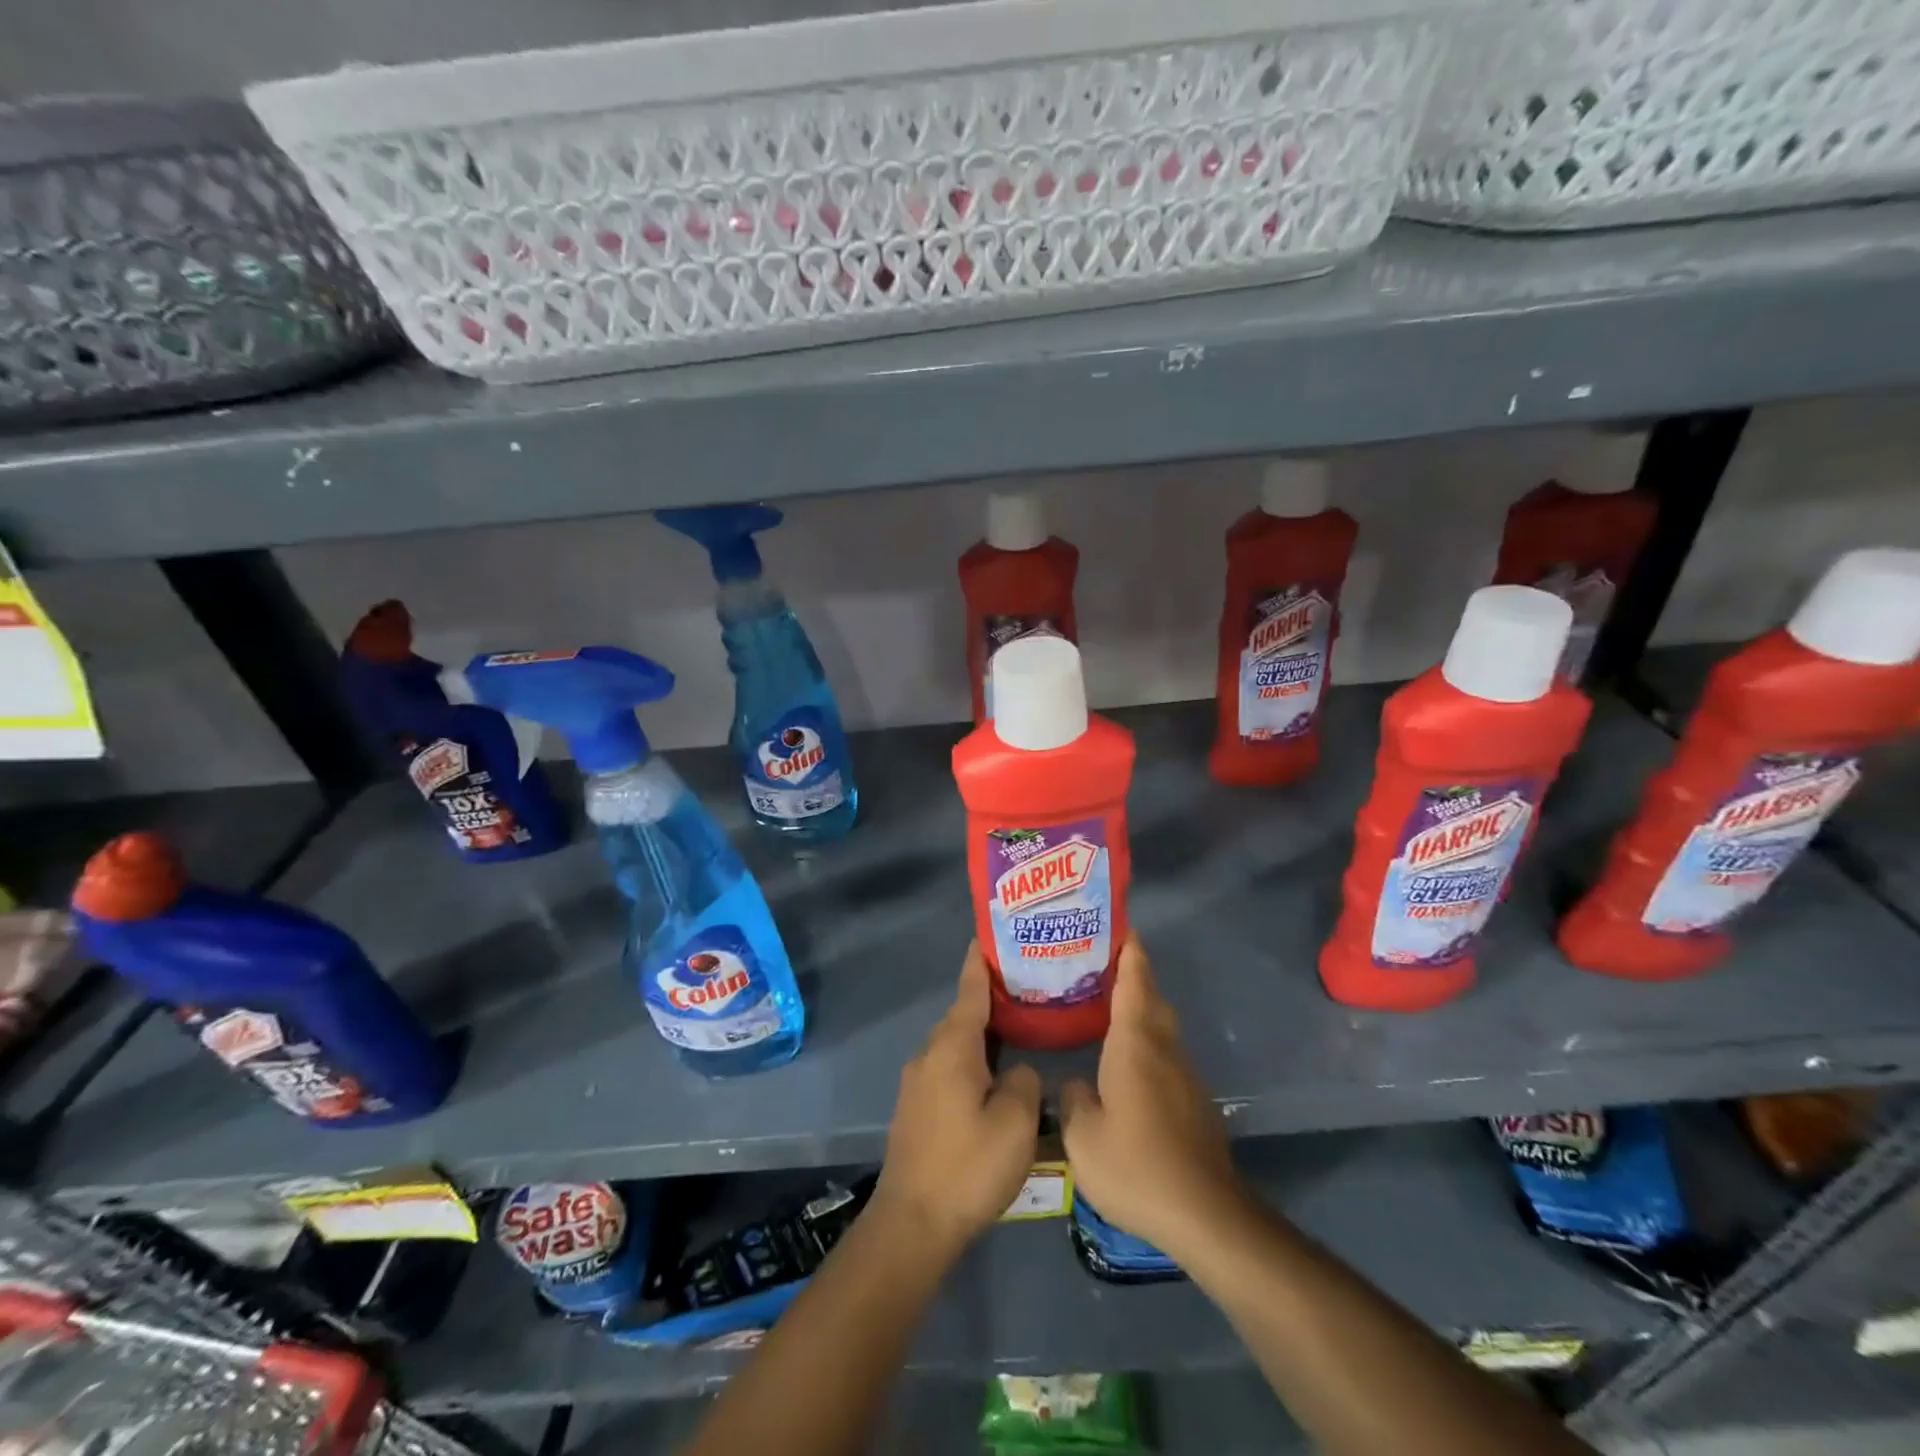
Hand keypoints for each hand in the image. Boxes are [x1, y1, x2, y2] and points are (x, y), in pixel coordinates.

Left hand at [872, 942, 1041, 1259]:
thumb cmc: (968, 1167)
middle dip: (993, 998)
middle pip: (964, 1014)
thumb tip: (1018, 1071)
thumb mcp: (1016, 1123)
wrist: (912, 1223)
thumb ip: (1025, 1081)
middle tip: (1031, 987)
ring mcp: (919, 1081)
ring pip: (957, 1044)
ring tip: (1021, 1027)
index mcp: (952, 1047)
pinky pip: (950, 1066)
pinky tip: (998, 1075)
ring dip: (985, 1033)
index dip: (982, 961)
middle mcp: (930, 1054)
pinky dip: (975, 1059)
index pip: (970, 989)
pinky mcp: (918, 1107)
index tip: (992, 935)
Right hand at [1060, 934, 1242, 1257]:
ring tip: (1107, 1005)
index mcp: (1135, 1043)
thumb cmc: (1137, 1165)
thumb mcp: (1083, 1137)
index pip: (1134, 981)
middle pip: (1151, 997)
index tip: (1119, 925)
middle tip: (1100, 961)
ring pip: (1161, 1026)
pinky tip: (1126, 1062)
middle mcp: (1163, 1048)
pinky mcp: (1193, 1101)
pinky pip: (1165, 1054)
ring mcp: (1183, 1075)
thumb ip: (1073, 1100)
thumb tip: (1077, 1083)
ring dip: (1140, 1007)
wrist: (1205, 1214)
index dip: (1128, 950)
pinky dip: (1146, 1040)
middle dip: (1132, 973)